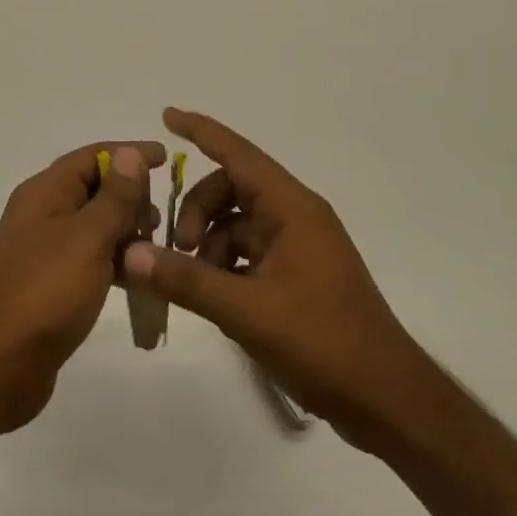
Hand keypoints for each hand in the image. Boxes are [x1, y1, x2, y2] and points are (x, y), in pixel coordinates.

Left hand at [0, 140, 164, 433]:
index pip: (91, 157)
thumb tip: (129, 154)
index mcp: (44, 192)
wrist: (2, 363)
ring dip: (126, 230)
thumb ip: (114, 196)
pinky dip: (114, 260)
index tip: (166, 158)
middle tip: (165, 214)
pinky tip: (140, 277)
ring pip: (94, 225)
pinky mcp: (51, 282)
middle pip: (92, 188)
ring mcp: (44, 249)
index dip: (128, 154)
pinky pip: (89, 257)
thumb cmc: (48, 291)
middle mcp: (41, 213)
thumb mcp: (88, 237)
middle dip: (130, 196)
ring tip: (158, 246)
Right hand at [120, 109, 425, 449]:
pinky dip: (224, 263)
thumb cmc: (324, 343)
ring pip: (237, 223)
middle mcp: (296, 217)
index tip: (167, 115)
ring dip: (208, 242)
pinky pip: (249, 251)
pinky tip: (212, 295)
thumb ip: (186, 280)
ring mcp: (299, 246)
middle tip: (175, 247)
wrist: (388, 400)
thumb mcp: (247, 311)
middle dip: (197, 210)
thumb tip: (129, 254)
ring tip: (191, 279)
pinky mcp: (298, 275)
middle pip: (232, 189)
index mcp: (292, 208)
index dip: (202, 131)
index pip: (239, 154)